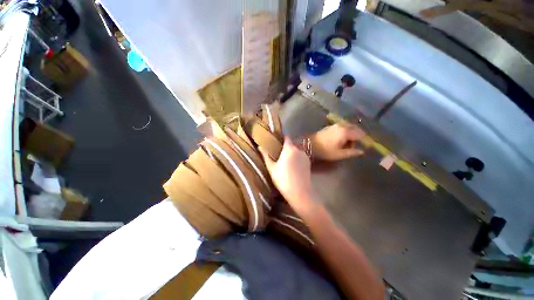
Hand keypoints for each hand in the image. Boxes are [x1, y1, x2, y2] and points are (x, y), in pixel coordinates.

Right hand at [259, 137, 313, 212]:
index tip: (276, 141)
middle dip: (285, 147)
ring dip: (292, 153)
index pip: (287, 137)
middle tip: (278, 154)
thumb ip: (266, 155)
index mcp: (289, 148)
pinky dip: (297, 158)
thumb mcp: (271, 168)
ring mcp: (305, 156)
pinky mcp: (309, 163)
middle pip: (291, 144)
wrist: (300, 193)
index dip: (281, 138)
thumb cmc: (283, 179)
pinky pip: (301, 156)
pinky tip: (293, 167)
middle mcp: (299, 149)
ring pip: (297, 150)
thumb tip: (259, 146)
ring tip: (286, 162)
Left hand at [310, 123, 365, 160]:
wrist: (310, 145)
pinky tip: (340, 140)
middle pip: (355, 129)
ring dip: (350, 135)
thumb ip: (352, 152)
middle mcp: (342, 125)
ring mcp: (336, 125)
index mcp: (346, 131)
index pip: (361, 134)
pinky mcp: (330, 126)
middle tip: (353, 147)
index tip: (362, 147)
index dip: (363, 141)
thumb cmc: (325, 150)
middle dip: (357, 137)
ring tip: (346, 145)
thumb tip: (361, 151)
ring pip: (349, 128)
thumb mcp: (339, 154)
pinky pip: (342, 128)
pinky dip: (344, 133)